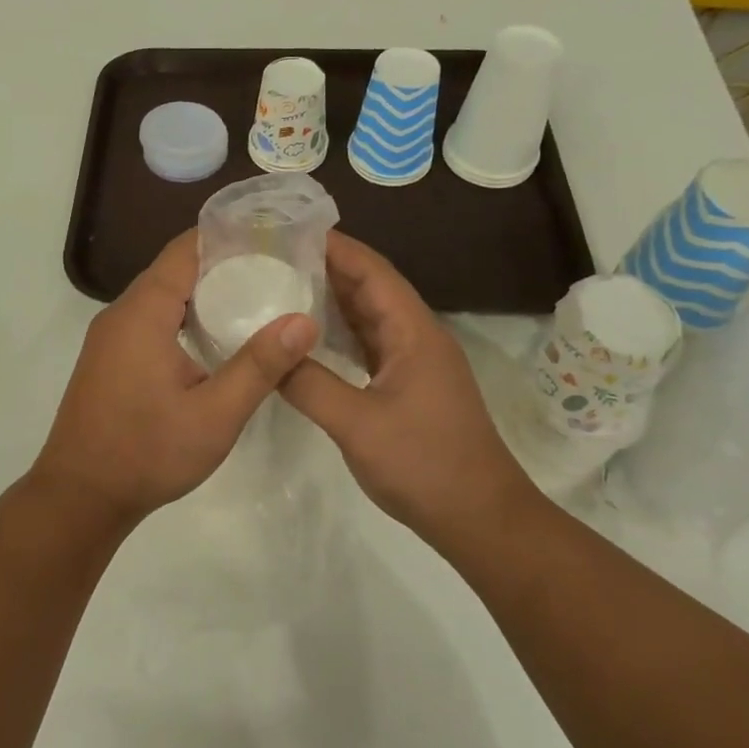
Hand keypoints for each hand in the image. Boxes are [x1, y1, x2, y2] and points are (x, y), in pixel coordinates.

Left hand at [31, 232, 318, 521]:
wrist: (80, 498)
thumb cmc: (147, 454)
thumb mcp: (214, 415)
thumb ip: (259, 365)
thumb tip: (304, 320)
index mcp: (142, 312)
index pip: (185, 250)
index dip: (227, 237)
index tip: (272, 237)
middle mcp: (121, 313)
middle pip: (175, 269)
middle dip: (224, 264)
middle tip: (277, 270)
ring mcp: (111, 337)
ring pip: (163, 296)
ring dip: (204, 293)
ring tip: (257, 298)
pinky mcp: (111, 358)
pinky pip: (152, 320)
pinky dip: (185, 316)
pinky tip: (217, 338)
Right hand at [280, 232, 536, 541]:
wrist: (480, 517)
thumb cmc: (424, 465)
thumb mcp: (358, 424)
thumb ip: (309, 384)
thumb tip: (268, 352)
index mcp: (413, 332)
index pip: (372, 271)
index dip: (335, 247)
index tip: (290, 230)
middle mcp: (417, 337)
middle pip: (370, 289)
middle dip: (327, 268)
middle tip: (274, 256)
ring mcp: (415, 363)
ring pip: (369, 318)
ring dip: (332, 300)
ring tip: (283, 286)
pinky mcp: (408, 386)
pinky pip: (369, 346)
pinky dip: (340, 335)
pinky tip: (309, 338)